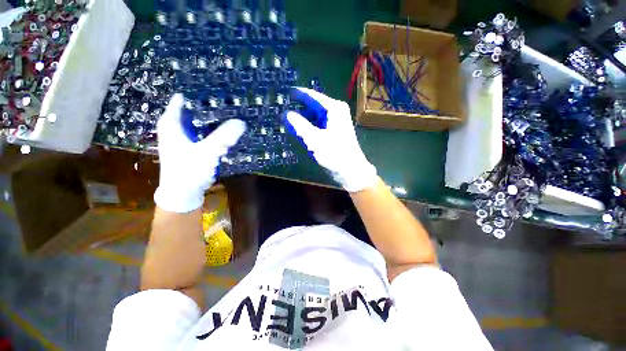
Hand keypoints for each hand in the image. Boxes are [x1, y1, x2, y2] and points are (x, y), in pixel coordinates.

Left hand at [154, 94, 245, 212]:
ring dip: (215, 117)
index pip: (183, 98)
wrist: (183, 193)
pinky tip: (229, 128)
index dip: (198, 91)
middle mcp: (177, 126)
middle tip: (231, 97)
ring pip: (202, 121)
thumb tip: (241, 122)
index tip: (217, 86)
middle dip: (211, 104)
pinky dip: (216, 129)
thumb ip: (222, 137)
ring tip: (233, 110)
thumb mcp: (206, 152)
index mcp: (172, 123)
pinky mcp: (195, 146)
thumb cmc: (187, 171)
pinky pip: (207, 132)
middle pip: (195, 109)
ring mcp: (187, 137)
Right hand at [285, 87, 376, 192]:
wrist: (350, 170)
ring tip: (287, 120)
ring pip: (315, 116)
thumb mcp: (314, 139)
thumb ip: (299, 125)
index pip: (313, 96)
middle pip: (313, 106)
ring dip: (303, 119)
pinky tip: (298, 130)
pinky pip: (318, 125)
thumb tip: (286, 114)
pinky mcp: (333, 132)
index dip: (299, 94)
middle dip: (299, 108)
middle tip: (282, 109)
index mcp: (334, 109)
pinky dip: (308, 127)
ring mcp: (335, 122)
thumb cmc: (334, 153)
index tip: (286, 91)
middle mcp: (336, 112)